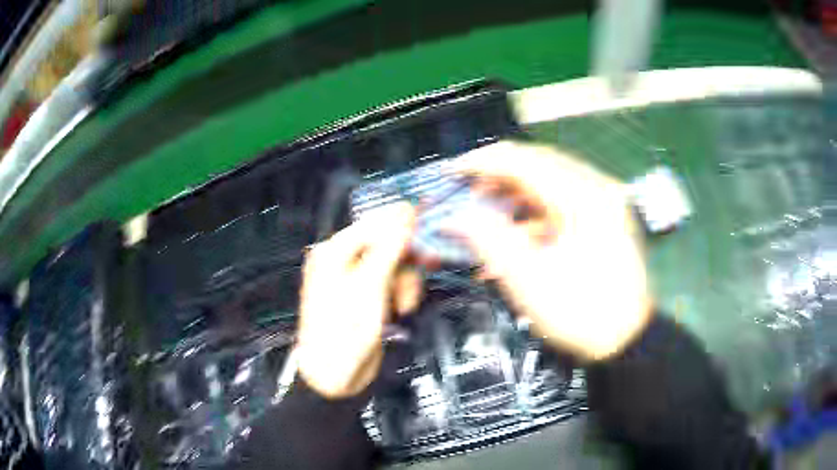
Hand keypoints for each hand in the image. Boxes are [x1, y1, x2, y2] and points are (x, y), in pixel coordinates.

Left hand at [296, 203, 417, 397]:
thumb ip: (389, 247)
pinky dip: (400, 293)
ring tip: (406, 304)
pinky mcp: (365, 298)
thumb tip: (406, 210)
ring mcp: (353, 281)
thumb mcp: (370, 287)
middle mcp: (341, 261)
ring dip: (405, 281)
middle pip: (385, 244)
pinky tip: (402, 309)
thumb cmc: (346, 332)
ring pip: (392, 264)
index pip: (372, 223)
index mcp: (333, 252)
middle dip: (406, 259)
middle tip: (430, 264)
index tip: (430, 218)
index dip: (401, 220)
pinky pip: (390, 283)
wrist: (335, 377)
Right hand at [452, 141, 652, 360]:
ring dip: (517, 192)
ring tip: (491, 213)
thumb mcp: (528, 280)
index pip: (523, 160)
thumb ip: (488, 241)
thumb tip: (455, 219)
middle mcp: (598, 189)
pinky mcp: (604, 217)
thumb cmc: (582, 314)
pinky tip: (518, 234)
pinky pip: (564, 200)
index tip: (454, 173)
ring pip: (550, 179)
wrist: (626, 340)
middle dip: (499, 174)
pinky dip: (536, 211)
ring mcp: (604, 201)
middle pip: (538, 162)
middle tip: (471, 192)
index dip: (482, 162)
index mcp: (583, 198)